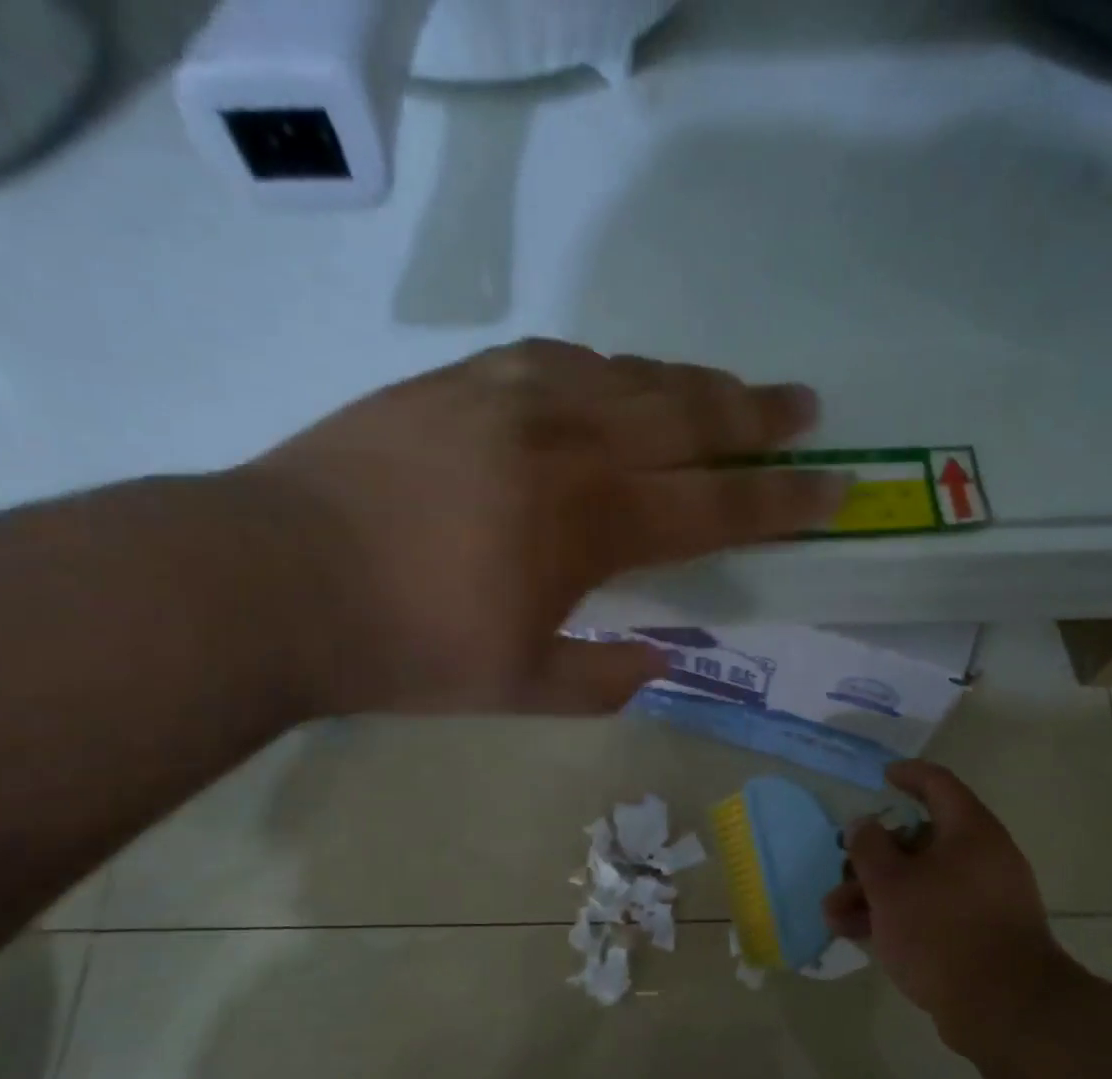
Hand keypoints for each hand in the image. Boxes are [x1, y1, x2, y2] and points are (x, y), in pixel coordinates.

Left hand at [233, 339, 844, 714]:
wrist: (274, 580)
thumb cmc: (405, 647)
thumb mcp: (519, 687)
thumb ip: (603, 677)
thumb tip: (664, 663)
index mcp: (590, 523)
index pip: (716, 504)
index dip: (784, 500)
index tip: (837, 487)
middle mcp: (565, 442)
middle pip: (685, 415)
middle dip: (755, 414)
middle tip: (803, 407)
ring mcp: (509, 397)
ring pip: (626, 375)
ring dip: (686, 383)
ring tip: (723, 391)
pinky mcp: (458, 380)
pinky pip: (557, 358)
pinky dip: (605, 369)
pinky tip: (613, 379)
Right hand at [825, 761, 1068, 1047]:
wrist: (1004, 1010)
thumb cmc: (942, 930)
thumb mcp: (890, 883)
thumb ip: (869, 847)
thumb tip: (864, 824)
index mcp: (970, 832)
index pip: (938, 785)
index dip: (907, 775)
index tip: (881, 777)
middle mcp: (982, 859)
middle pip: (919, 840)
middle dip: (872, 856)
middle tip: (841, 868)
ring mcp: (983, 900)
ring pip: (919, 881)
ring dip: (874, 892)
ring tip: (833, 915)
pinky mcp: (979, 936)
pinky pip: (931, 911)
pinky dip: (896, 915)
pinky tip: (858, 933)